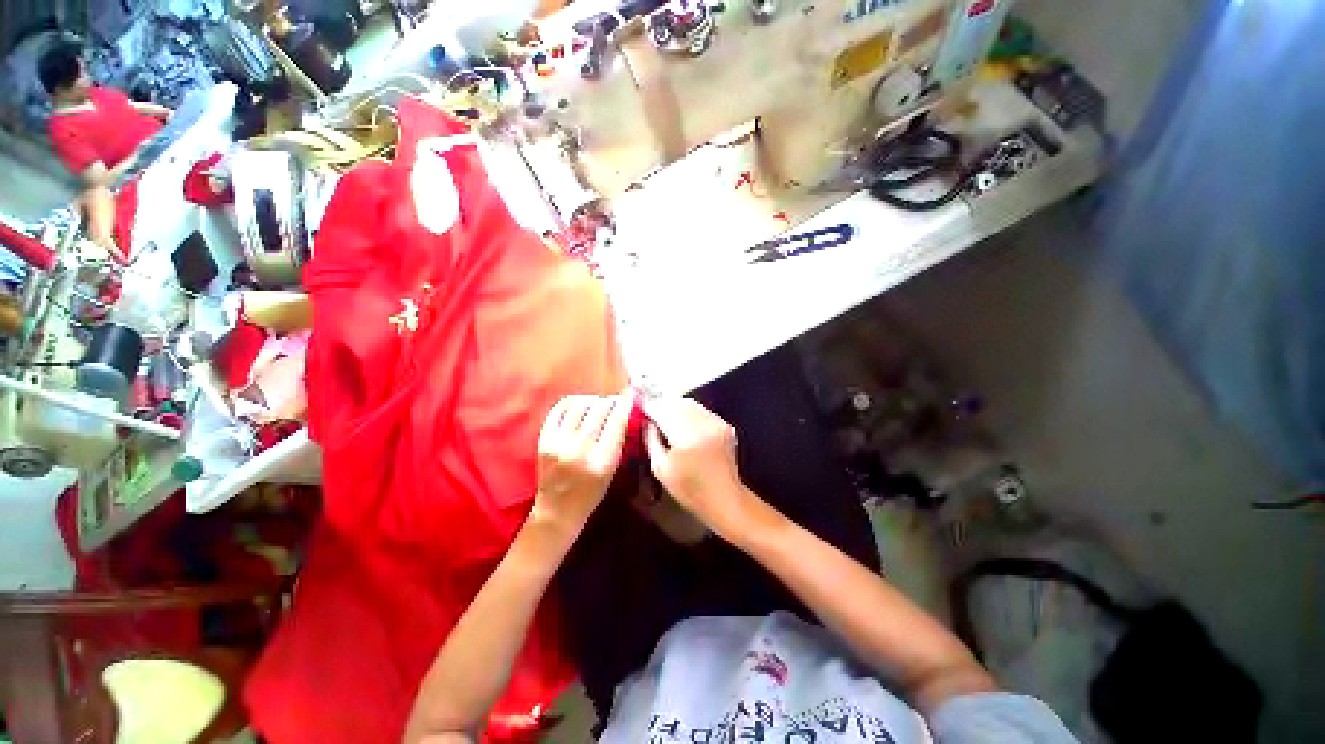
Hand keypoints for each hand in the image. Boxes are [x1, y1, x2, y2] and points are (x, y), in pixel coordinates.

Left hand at [531, 394, 632, 533]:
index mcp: (602, 460)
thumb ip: (617, 439)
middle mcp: (580, 449)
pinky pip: (559, 409)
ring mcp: (559, 442)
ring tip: (597, 403)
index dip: (625, 404)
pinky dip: (572, 402)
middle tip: (614, 401)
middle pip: (599, 409)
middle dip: (610, 401)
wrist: (557, 510)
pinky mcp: (544, 439)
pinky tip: (579, 405)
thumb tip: (623, 410)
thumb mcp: (613, 468)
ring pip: (579, 405)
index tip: (630, 395)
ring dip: (592, 400)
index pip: (617, 421)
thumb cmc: (591, 492)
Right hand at [644, 398, 758, 538]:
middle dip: (662, 406)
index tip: (639, 407)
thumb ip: (651, 440)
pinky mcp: (724, 424)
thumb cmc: (689, 489)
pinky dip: (689, 413)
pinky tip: (684, 425)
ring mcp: (716, 422)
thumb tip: (646, 421)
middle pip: (676, 403)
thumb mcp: (660, 469)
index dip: (648, 406)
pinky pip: (701, 411)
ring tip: (665, 419)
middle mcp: (703, 423)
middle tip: (650, 414)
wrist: (725, 499)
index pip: (662, 410)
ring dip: (675, 407)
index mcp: (686, 436)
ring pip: (690, 404)